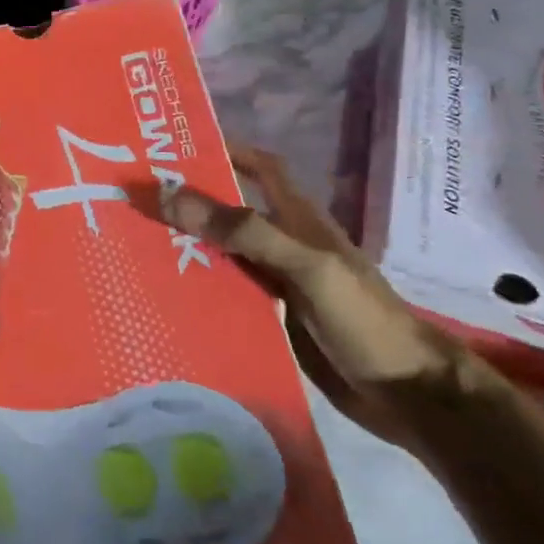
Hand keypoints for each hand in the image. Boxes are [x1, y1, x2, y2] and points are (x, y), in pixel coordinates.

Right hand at [160, 146, 462, 446]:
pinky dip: (199, 293)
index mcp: (299, 220)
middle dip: (190, 205)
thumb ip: (244, 231)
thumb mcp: (304, 265)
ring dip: (187, 250)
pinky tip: (165, 300)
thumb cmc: (362, 317)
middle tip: (136, 202)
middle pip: (232, 215)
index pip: (263, 168)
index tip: (181, 148)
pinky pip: (227, 299)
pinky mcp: (273, 323)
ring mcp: (278, 286)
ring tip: (135, 248)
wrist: (408, 395)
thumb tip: (172, 195)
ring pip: (223, 257)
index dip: (230, 151)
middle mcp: (284, 247)